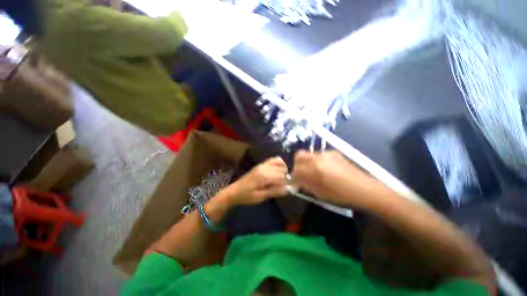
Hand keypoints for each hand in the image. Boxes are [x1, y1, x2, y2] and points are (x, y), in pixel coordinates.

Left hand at [227, 157, 287, 205]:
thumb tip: (287, 189)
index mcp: (264, 176)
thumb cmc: (247, 196)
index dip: (285, 183)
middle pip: (281, 169)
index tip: (283, 189)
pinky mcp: (260, 164)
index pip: (281, 176)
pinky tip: (278, 171)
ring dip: (283, 169)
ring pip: (278, 161)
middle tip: (281, 185)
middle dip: (284, 177)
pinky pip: (272, 160)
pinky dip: (278, 163)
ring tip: (281, 178)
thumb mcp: (260, 197)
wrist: (235, 191)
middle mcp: (264, 167)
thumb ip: (274, 191)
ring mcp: (262, 164)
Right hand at [292, 150, 380, 207]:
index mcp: (314, 169)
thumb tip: (297, 180)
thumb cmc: (340, 194)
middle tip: (302, 173)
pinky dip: (317, 161)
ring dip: (308, 162)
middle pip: (299, 155)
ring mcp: (326, 153)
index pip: (296, 169)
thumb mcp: (319, 193)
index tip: (296, 180)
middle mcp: (318, 158)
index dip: (294, 175)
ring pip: (309, 155)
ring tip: (315, 172)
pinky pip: (319, 155)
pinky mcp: (333, 152)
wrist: (363, 189)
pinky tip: (326, 169)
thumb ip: (305, 184)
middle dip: (298, 164)